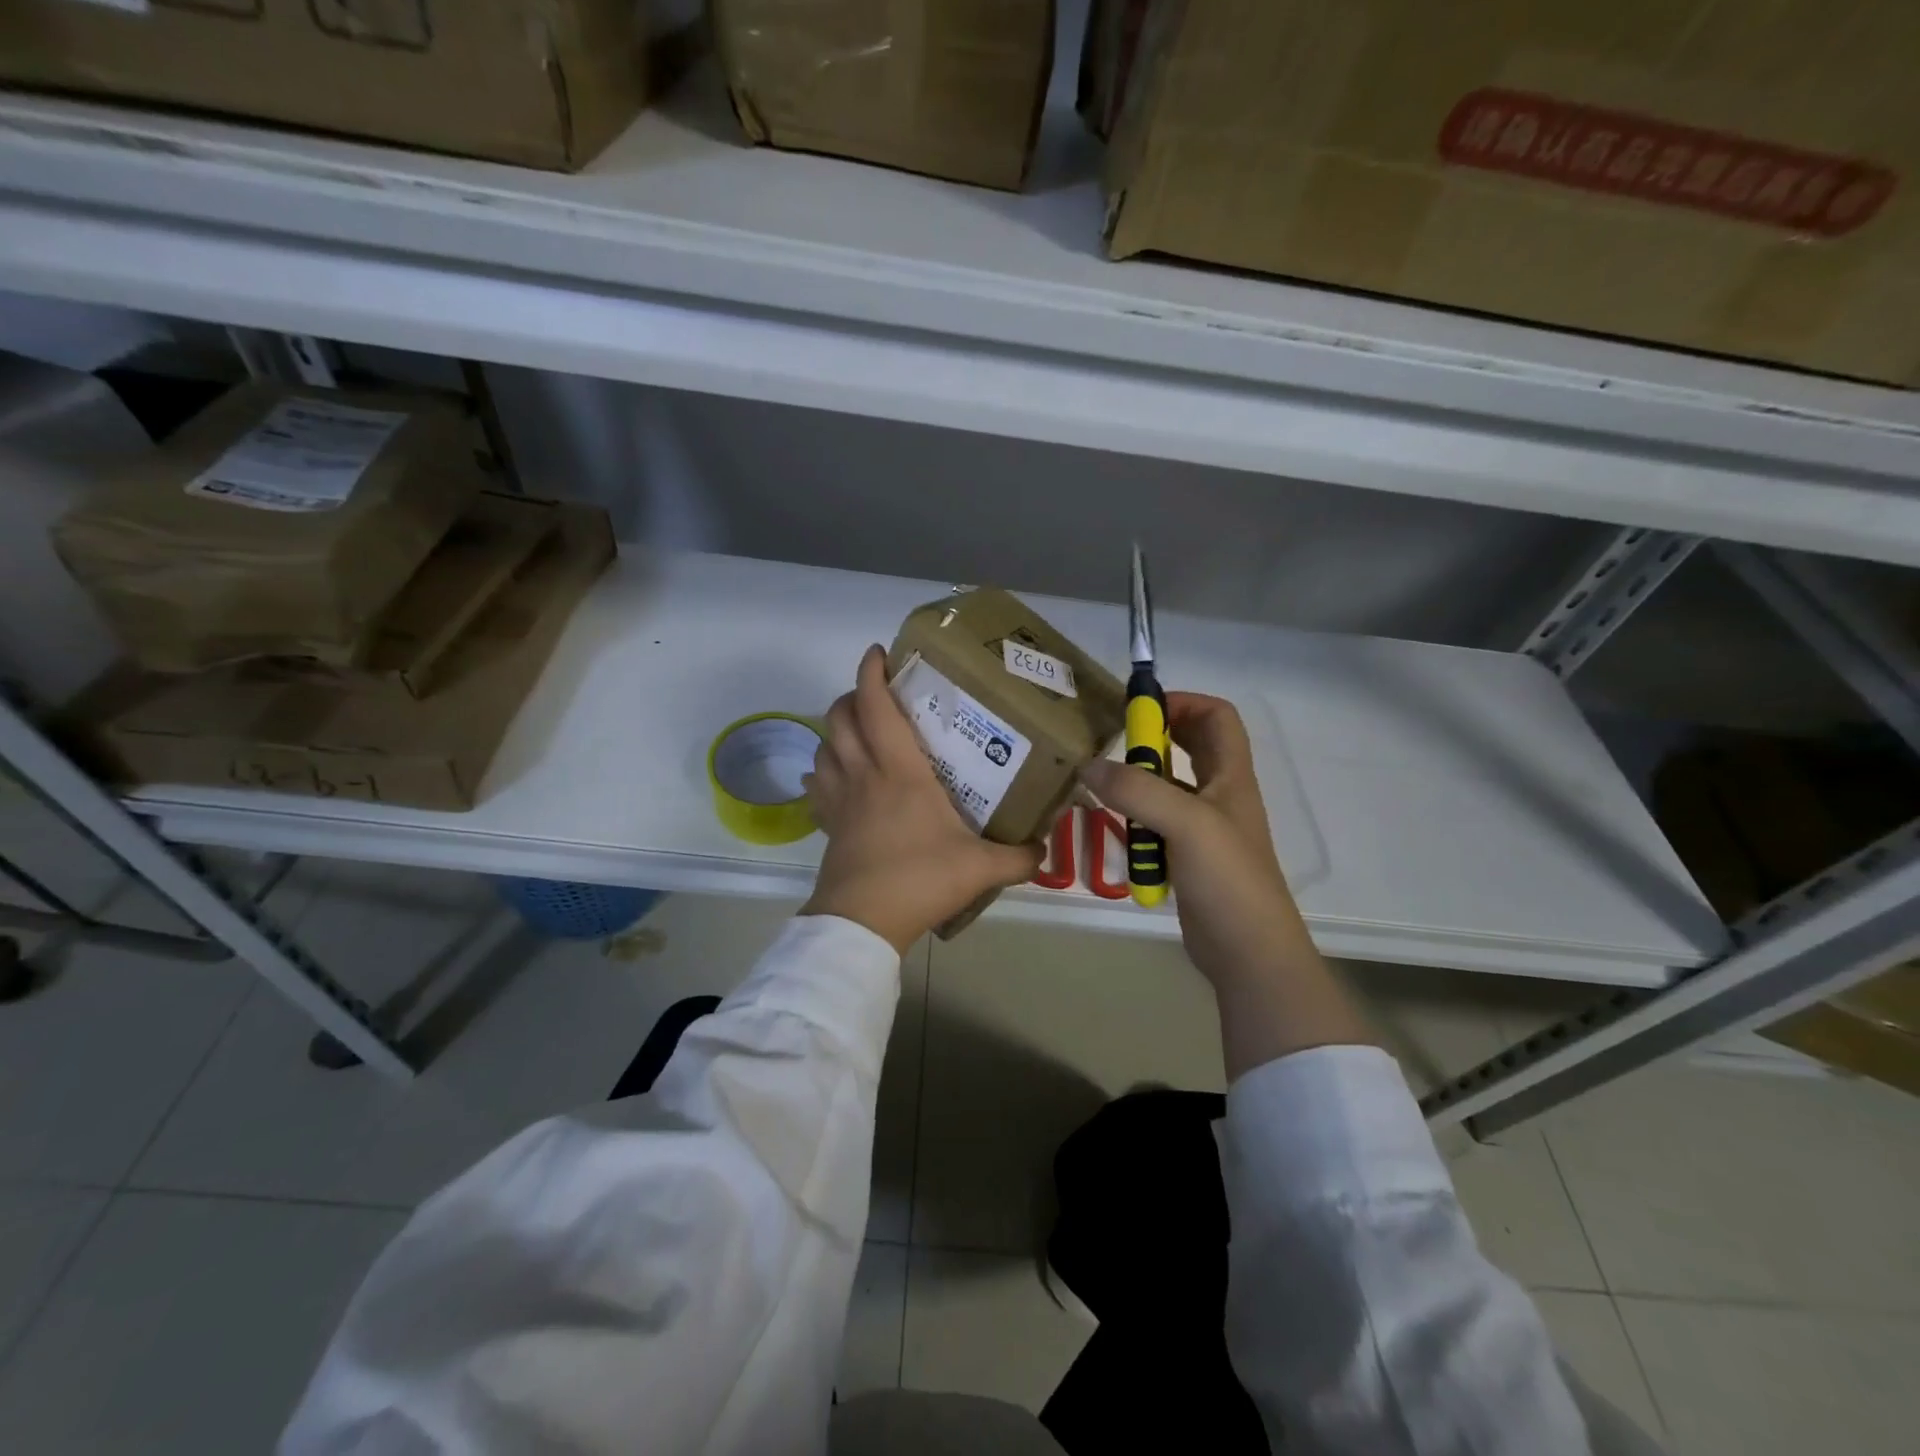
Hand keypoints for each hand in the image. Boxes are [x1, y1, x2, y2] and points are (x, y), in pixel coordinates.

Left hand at [802, 645, 1042, 954]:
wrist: (863, 922)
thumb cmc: (920, 879)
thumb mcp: (981, 868)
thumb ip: (1019, 857)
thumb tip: (1045, 849)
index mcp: (900, 771)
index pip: (875, 706)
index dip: (871, 672)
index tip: (878, 652)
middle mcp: (863, 774)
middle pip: (840, 717)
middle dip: (851, 695)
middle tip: (876, 696)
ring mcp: (839, 800)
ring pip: (823, 747)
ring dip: (835, 731)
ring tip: (857, 733)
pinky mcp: (828, 825)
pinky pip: (816, 785)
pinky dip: (822, 770)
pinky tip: (835, 777)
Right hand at [1082, 692, 1372, 1074]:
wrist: (1248, 951)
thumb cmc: (1228, 879)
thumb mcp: (1186, 824)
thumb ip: (1137, 791)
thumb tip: (1088, 765)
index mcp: (1231, 775)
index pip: (1217, 716)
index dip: (1182, 703)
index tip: (1140, 712)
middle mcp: (1219, 794)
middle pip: (1191, 746)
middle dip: (1154, 739)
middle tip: (1115, 744)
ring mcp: (1203, 827)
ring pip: (1168, 787)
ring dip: (1138, 783)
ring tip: (1105, 788)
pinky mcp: (1186, 856)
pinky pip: (1156, 823)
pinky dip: (1135, 819)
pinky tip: (1115, 827)